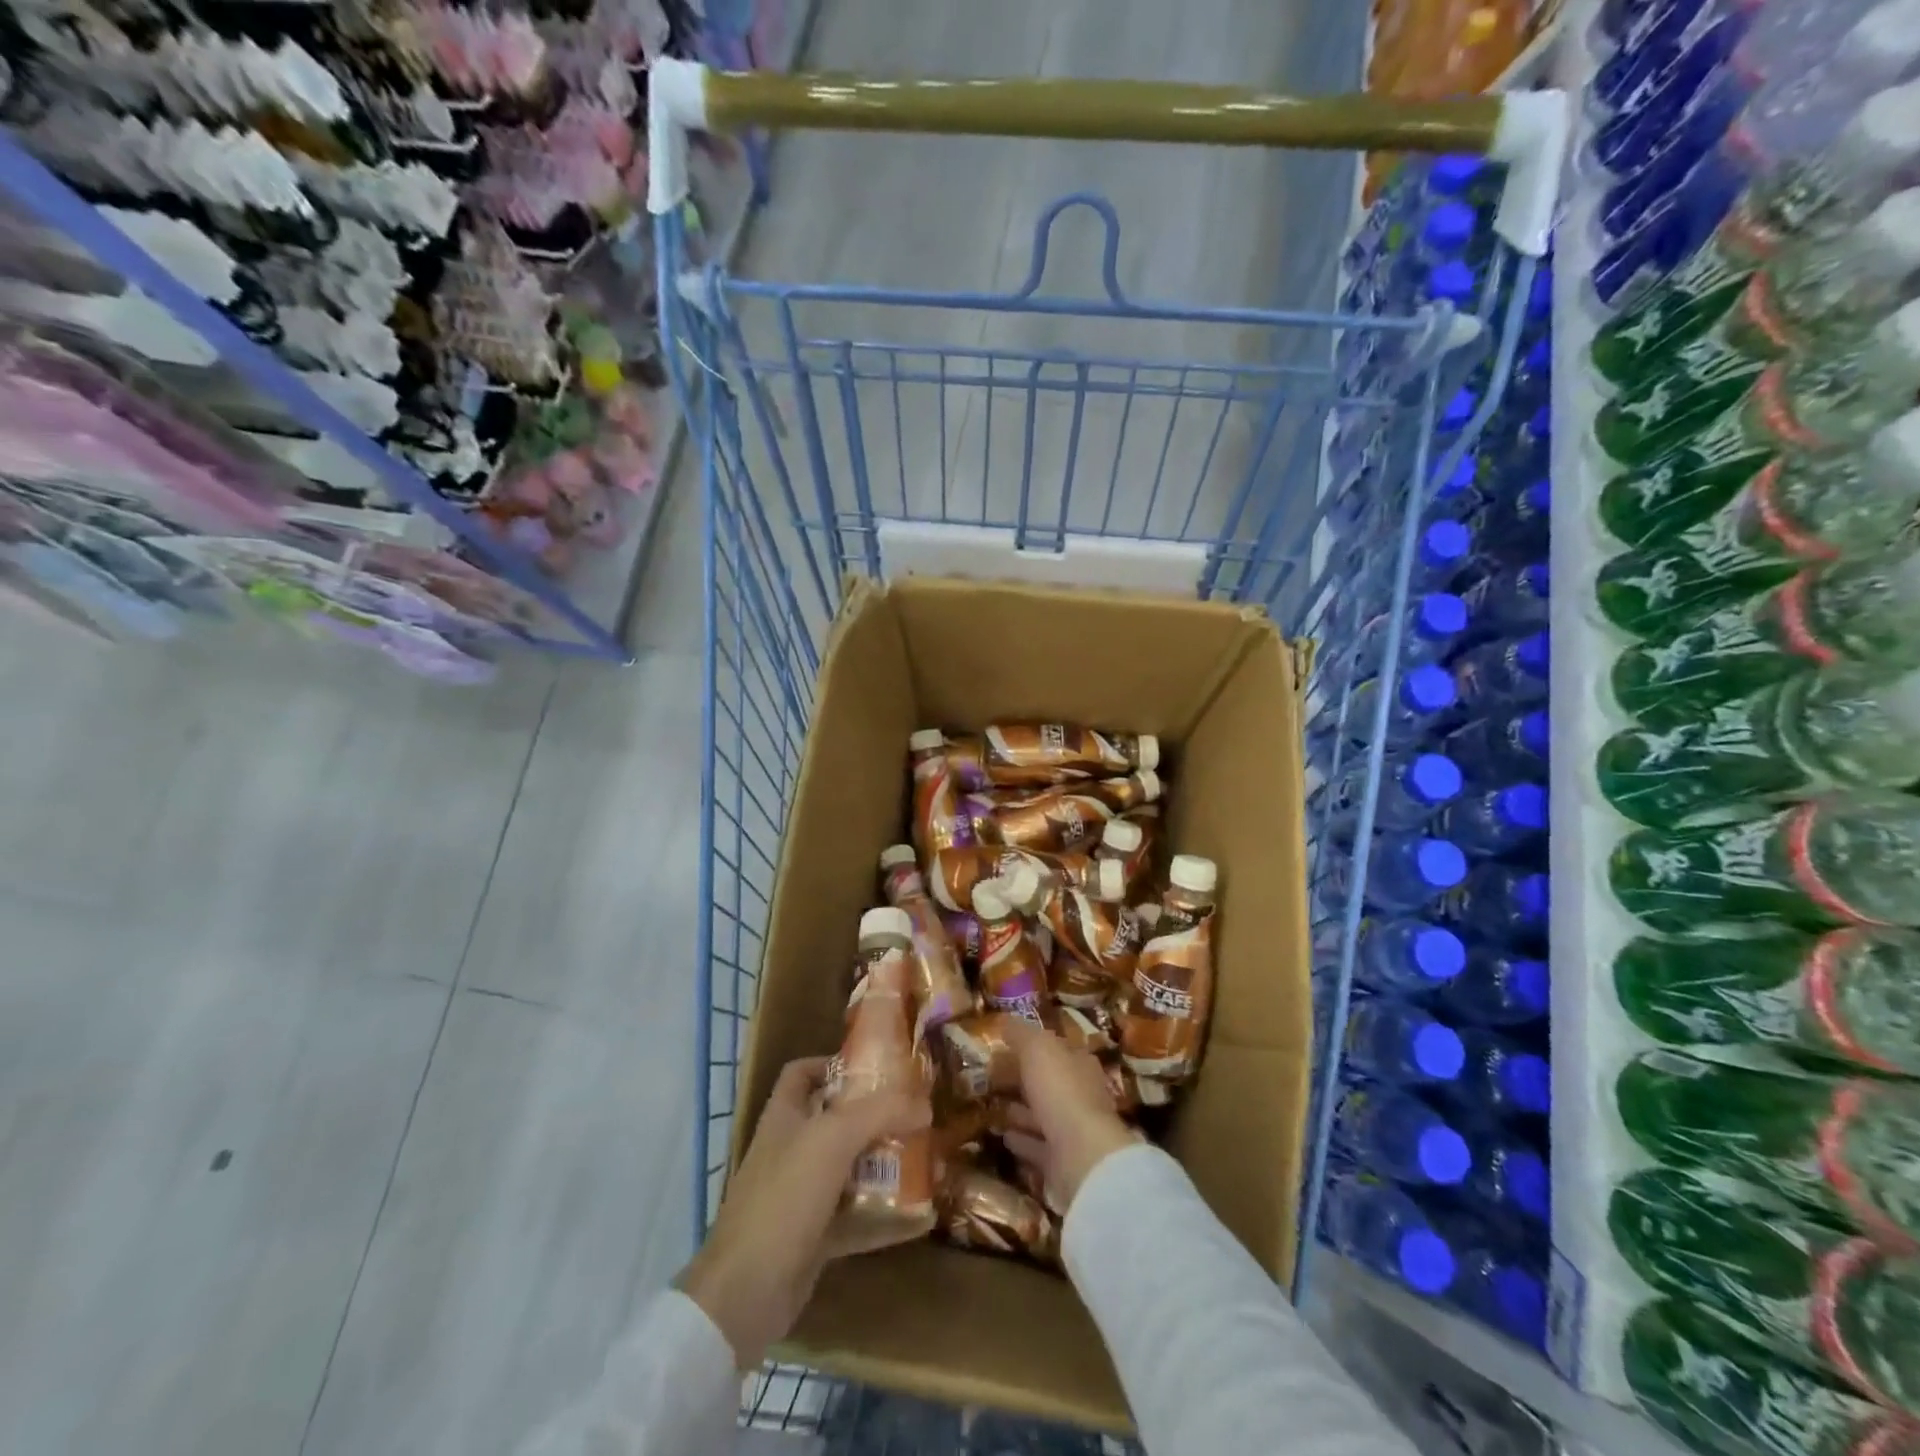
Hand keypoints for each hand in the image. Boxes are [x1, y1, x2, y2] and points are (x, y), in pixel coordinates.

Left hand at [677, 1056, 929, 1369]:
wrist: (746, 1292)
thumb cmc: (784, 1196)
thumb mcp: (833, 1139)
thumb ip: (880, 1113)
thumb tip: (925, 1104)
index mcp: (784, 1117)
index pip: (802, 1073)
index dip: (832, 1063)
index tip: (874, 1068)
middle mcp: (791, 1150)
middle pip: (835, 1120)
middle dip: (874, 1116)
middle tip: (914, 1114)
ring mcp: (802, 1196)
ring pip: (849, 1169)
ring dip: (884, 1165)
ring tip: (925, 1158)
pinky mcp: (814, 1237)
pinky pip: (856, 1218)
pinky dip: (886, 1217)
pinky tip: (921, 1218)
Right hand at [999, 1019, 1136, 1215]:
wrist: (1082, 1156)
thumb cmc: (1061, 1090)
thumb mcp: (1037, 1048)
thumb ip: (1021, 1033)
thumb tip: (1005, 1019)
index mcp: (1079, 1064)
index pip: (1055, 1050)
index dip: (1031, 1046)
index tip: (1003, 1046)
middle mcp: (1080, 1095)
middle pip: (1047, 1083)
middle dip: (1023, 1080)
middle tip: (990, 1078)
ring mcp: (1073, 1131)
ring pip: (1041, 1115)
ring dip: (1019, 1111)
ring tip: (991, 1107)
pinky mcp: (1062, 1162)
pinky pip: (1036, 1146)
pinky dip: (1021, 1140)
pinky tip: (1003, 1135)